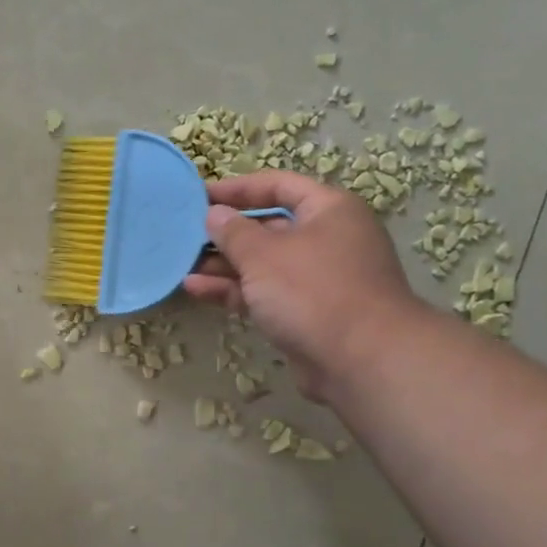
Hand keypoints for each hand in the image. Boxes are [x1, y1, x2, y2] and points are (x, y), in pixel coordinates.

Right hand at [183, 171, 424, 401]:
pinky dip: (234, 290)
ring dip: (224, 264)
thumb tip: (214, 214)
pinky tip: (196, 289)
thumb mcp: (263, 254)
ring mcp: (318, 279)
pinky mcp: (306, 313)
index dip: (237, 188)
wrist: (363, 361)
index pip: (278, 185)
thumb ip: (233, 231)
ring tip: (183, 264)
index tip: (199, 195)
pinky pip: (265, 293)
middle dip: (226, 232)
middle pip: (269, 227)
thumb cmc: (312, 291)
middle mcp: (327, 239)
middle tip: (185, 234)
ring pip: (263, 263)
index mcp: (328, 210)